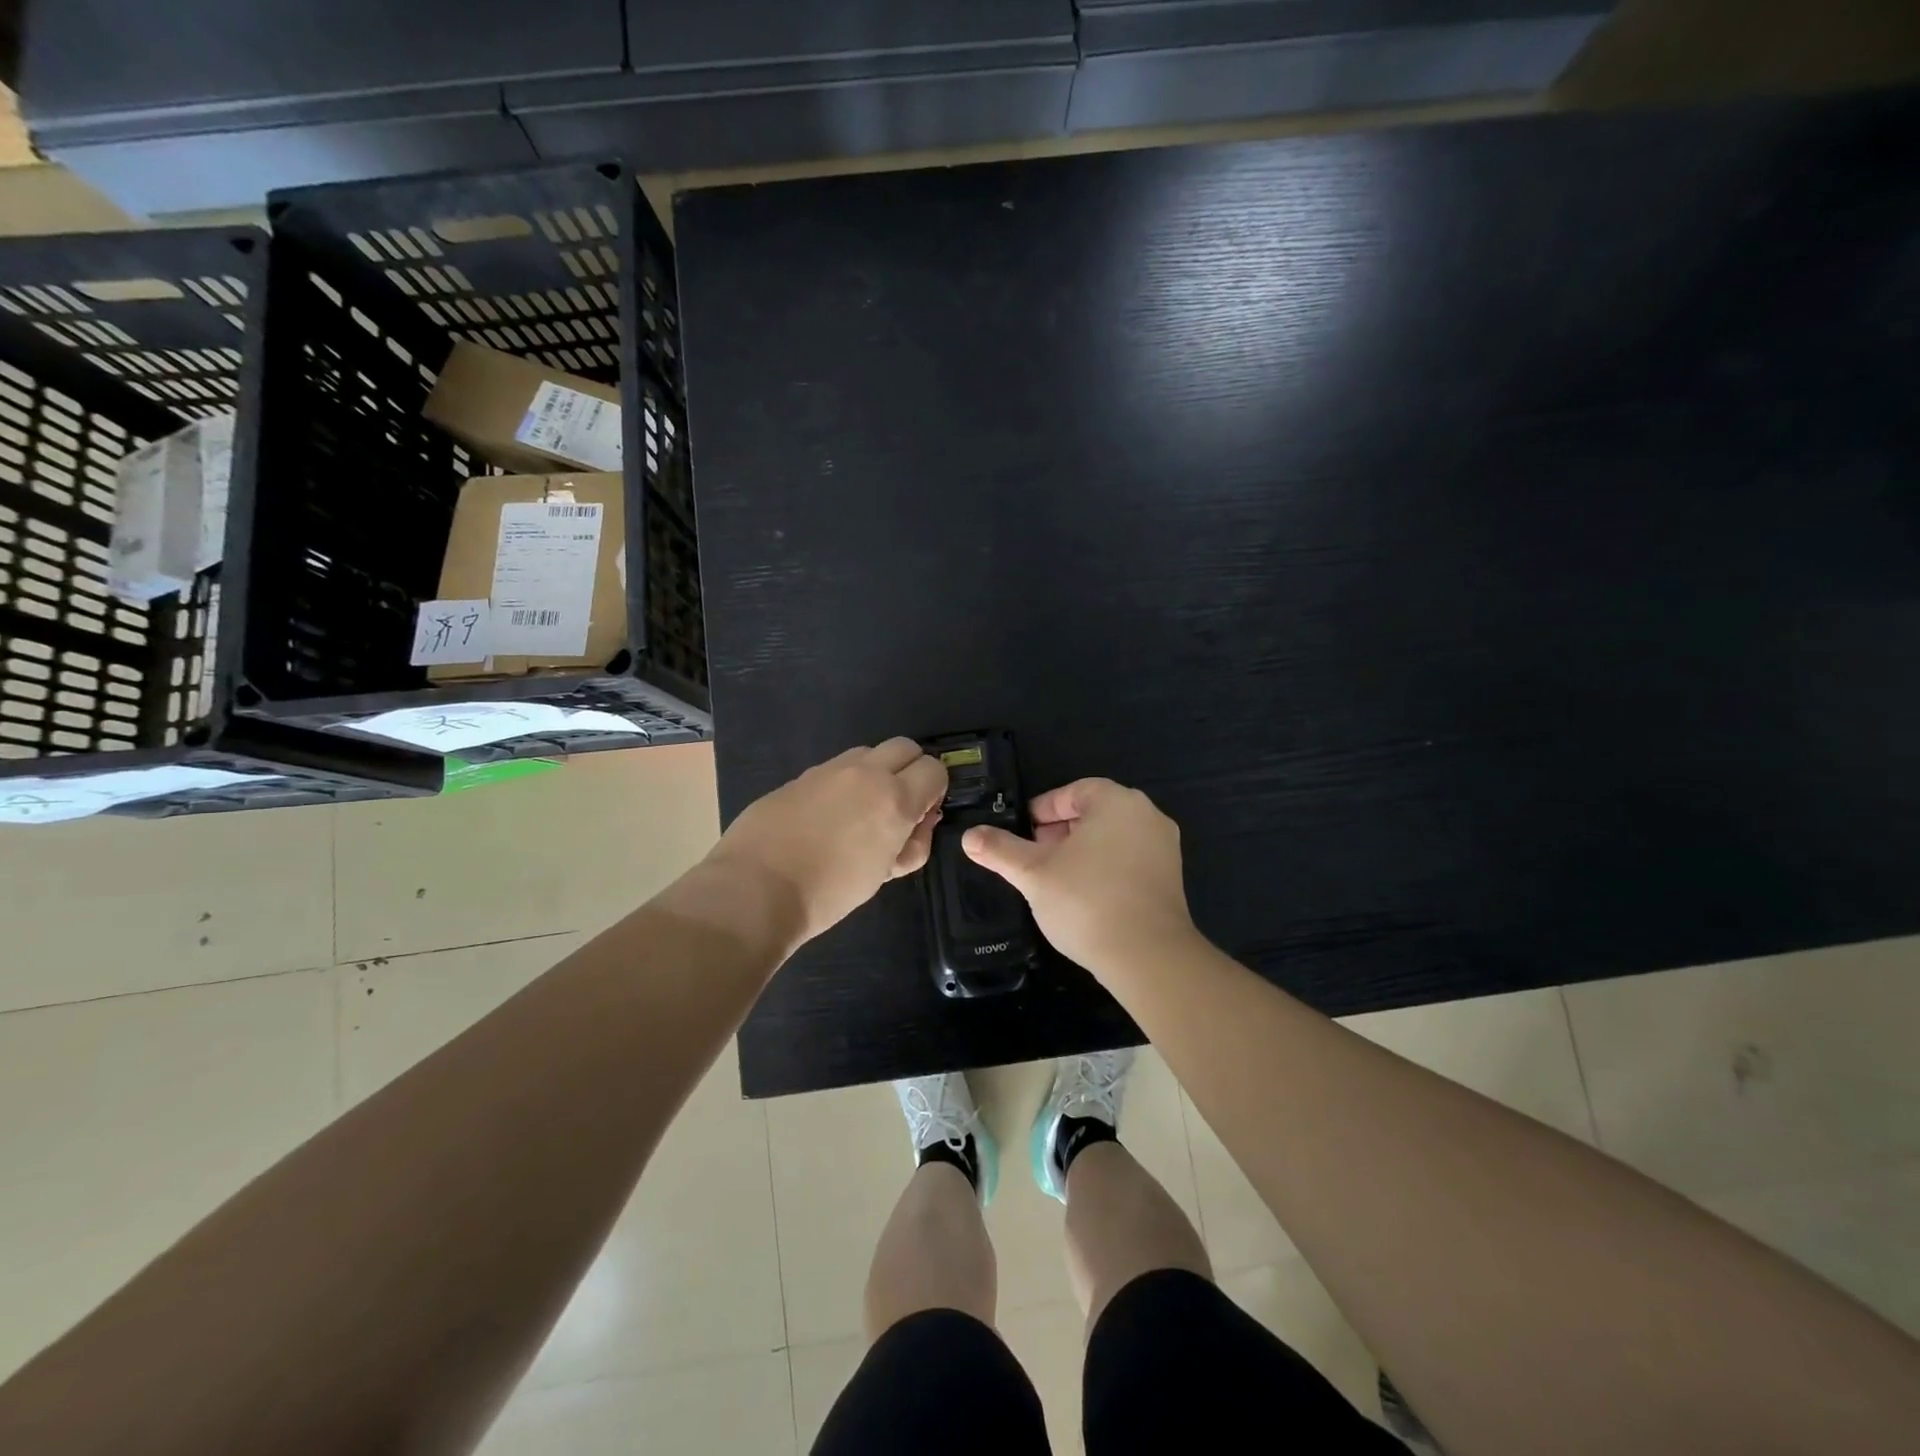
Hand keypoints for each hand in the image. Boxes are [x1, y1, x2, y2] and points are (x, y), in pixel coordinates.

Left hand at [706, 738, 946, 947]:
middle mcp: (866, 773)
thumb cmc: (830, 892)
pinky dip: (844, 783)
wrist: (756, 889)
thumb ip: (913, 843)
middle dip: (911, 770)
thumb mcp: (885, 874)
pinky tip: (827, 816)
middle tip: (899, 804)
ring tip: (861, 810)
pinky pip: (835, 768)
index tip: (922, 814)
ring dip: (876, 772)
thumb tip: (921, 821)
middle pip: (905, 747)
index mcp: (894, 798)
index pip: (934, 770)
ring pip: (868, 753)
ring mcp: (829, 769)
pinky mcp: (800, 776)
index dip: (935, 790)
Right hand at [961, 777, 1196, 976]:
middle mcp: (1147, 815)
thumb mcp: (1033, 873)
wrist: (1148, 957)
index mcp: (1117, 802)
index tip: (1023, 832)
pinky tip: (1084, 896)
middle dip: (1060, 831)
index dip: (1043, 810)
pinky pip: (1130, 860)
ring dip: (1082, 851)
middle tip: (1035, 856)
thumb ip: (1000, 850)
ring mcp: (1164, 847)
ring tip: (1055, 878)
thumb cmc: (1086, 901)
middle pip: (1094, 813)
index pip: (1073, 791)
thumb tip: (969, 836)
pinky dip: (1105, 868)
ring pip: (1112, 838)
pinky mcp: (1171, 878)